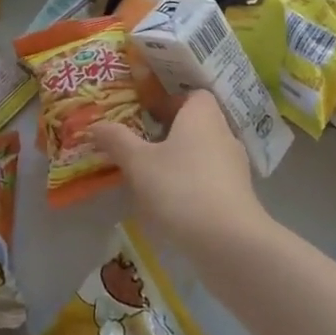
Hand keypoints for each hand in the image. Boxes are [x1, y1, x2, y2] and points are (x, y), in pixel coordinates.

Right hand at [88, 90, 270, 261]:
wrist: (228, 241)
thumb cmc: (180, 188)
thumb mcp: (138, 163)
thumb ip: (117, 140)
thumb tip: (96, 124)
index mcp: (202, 114)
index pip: (191, 94)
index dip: (169, 101)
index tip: (145, 114)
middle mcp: (224, 133)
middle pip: (196, 124)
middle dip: (170, 133)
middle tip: (141, 145)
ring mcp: (236, 166)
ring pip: (204, 153)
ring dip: (181, 161)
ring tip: (152, 176)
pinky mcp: (239, 195)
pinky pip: (211, 178)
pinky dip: (194, 184)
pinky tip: (173, 203)